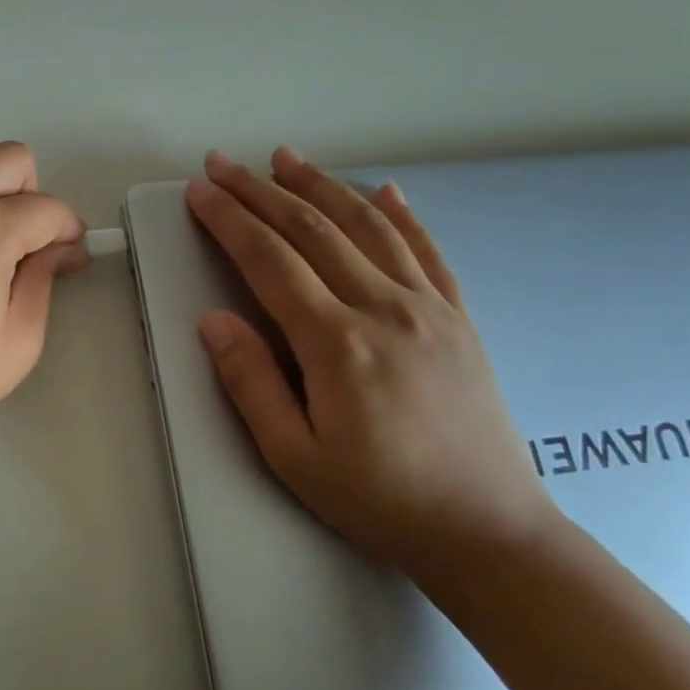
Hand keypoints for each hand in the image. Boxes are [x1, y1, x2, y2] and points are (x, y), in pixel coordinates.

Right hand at [187, 147, 556, 577]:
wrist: (489, 532)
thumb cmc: (379, 500)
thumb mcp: (293, 456)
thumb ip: (250, 382)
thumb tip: (213, 320)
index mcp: (337, 343)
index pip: (269, 260)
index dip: (229, 220)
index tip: (201, 191)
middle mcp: (384, 308)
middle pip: (312, 229)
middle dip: (261, 190)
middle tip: (223, 163)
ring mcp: (430, 308)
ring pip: (367, 226)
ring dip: (322, 185)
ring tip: (287, 157)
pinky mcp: (460, 318)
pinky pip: (427, 251)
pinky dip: (402, 214)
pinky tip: (384, 190)